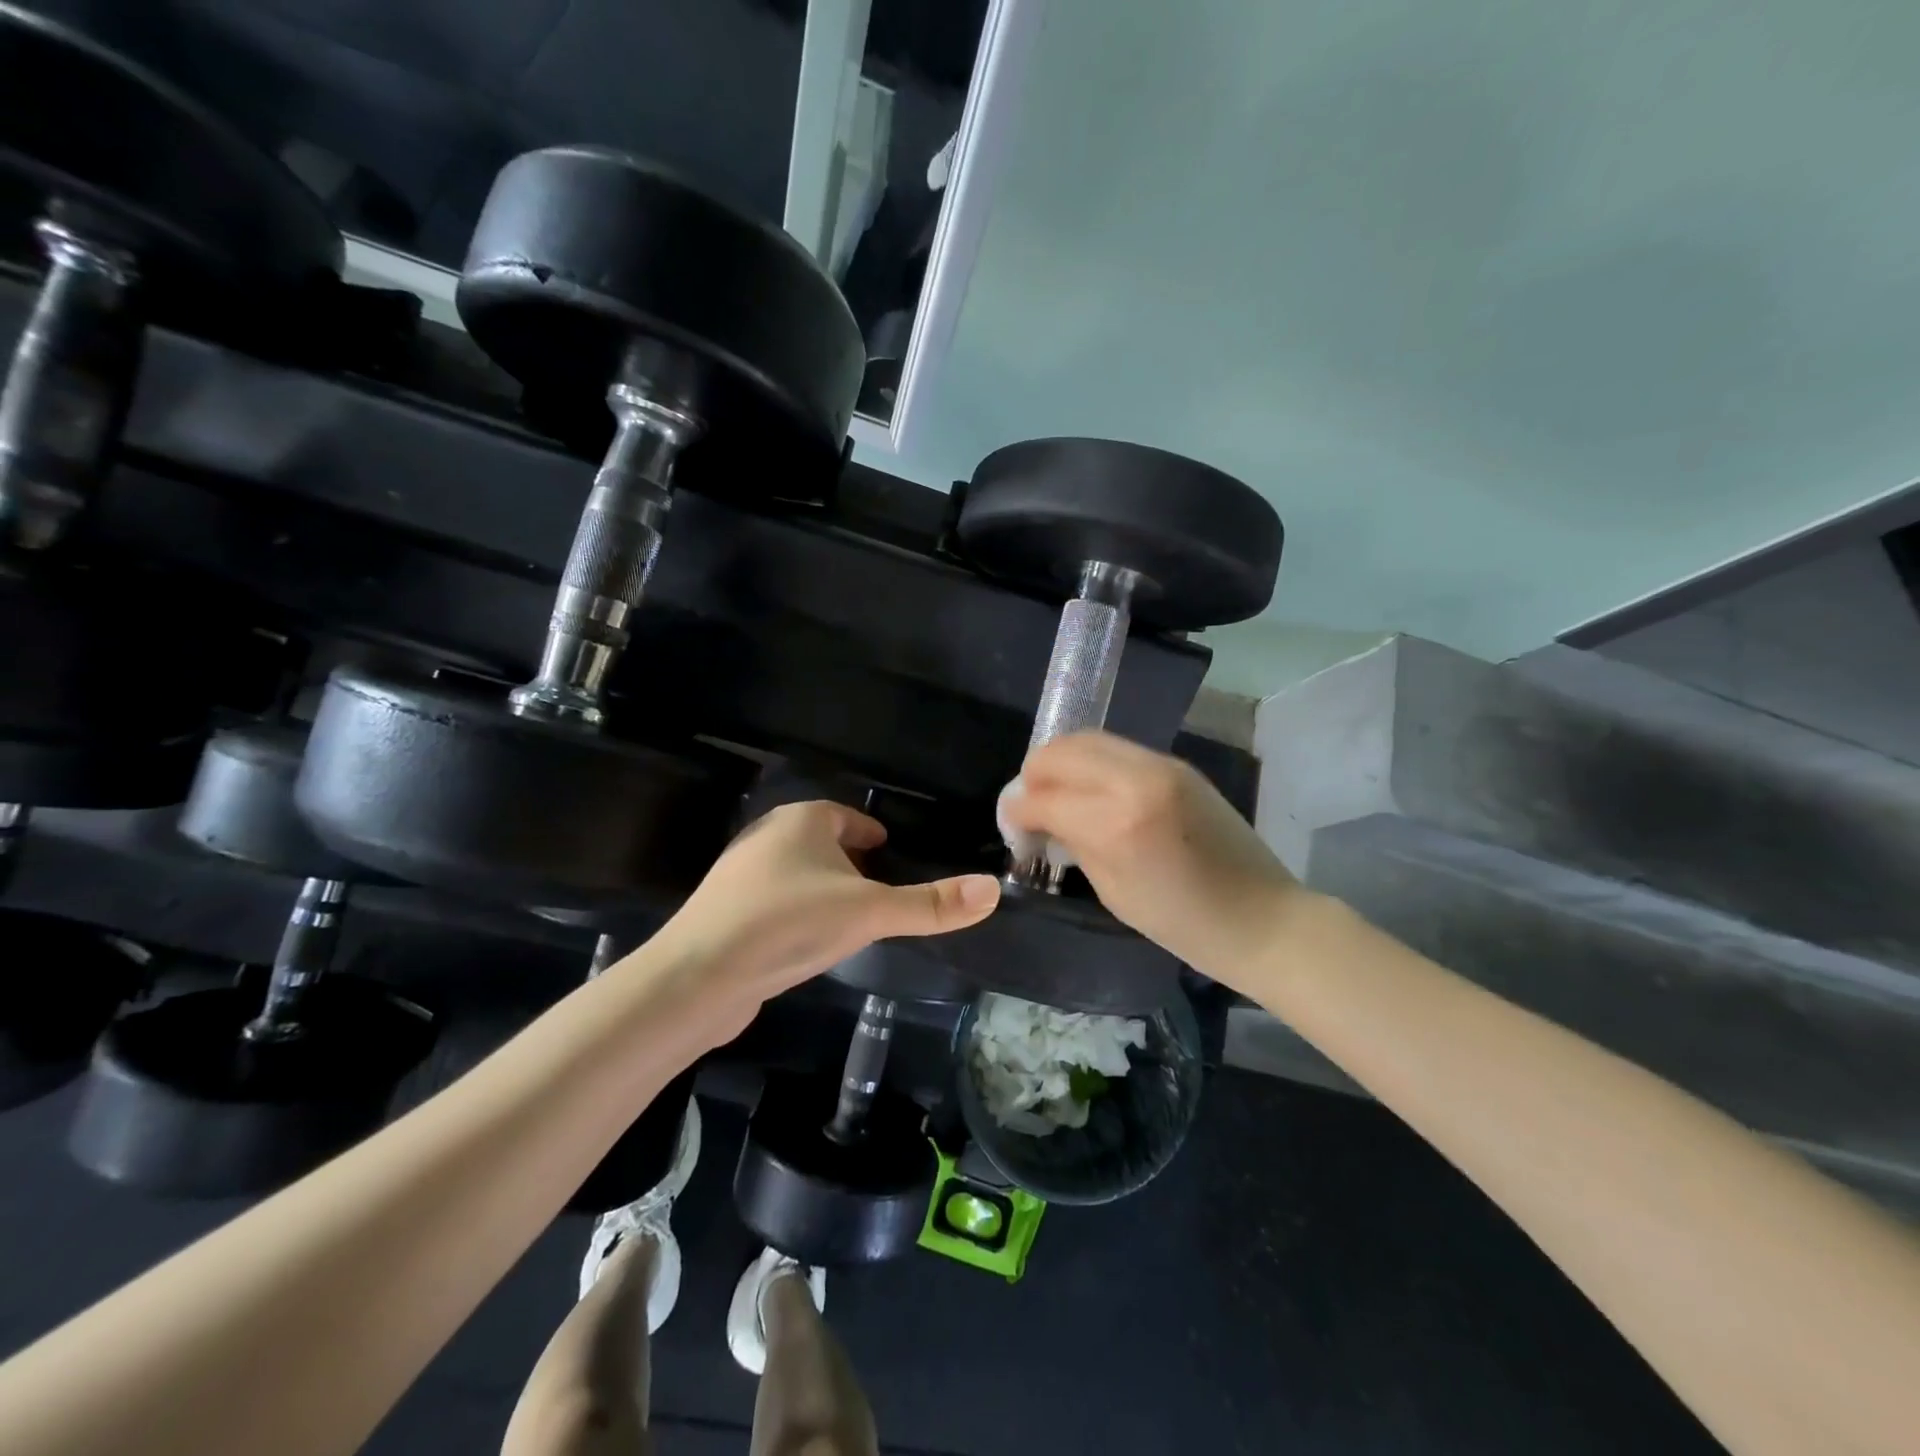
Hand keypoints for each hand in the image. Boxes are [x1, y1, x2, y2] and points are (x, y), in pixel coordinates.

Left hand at [644, 801, 999, 1033]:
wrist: (698, 977)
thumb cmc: (789, 923)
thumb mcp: (869, 912)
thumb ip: (929, 904)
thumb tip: (993, 890)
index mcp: (801, 820)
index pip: (847, 816)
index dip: (873, 834)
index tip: (894, 854)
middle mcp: (767, 838)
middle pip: (822, 843)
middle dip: (852, 863)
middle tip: (884, 890)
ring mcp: (742, 876)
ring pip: (798, 875)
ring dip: (826, 890)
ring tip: (854, 919)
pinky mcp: (726, 914)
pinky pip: (776, 904)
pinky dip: (799, 915)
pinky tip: (810, 943)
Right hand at [1001, 732, 1302, 986]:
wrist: (1262, 917)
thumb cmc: (1183, 924)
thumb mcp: (1113, 891)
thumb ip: (1071, 842)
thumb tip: (1037, 817)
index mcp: (1117, 822)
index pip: (1043, 797)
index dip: (1017, 812)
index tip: (1014, 829)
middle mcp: (1136, 779)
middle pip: (1060, 751)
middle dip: (1034, 775)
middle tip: (1031, 807)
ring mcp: (1160, 765)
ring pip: (1087, 739)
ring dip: (1061, 763)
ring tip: (1057, 795)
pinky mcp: (1176, 764)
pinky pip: (1116, 749)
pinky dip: (1091, 763)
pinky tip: (1091, 792)